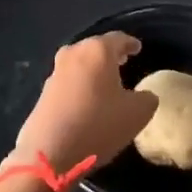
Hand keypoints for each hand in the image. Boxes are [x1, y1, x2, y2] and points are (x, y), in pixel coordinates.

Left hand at [8, 32, 157, 176]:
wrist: (49, 153)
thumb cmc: (98, 125)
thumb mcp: (137, 114)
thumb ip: (147, 99)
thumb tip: (144, 96)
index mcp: (97, 51)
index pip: (119, 39)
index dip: (131, 44)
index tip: (138, 48)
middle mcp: (74, 54)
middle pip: (96, 48)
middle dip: (110, 55)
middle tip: (124, 62)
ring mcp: (55, 73)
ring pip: (80, 64)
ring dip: (94, 71)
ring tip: (107, 83)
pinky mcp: (44, 93)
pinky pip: (69, 82)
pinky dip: (81, 85)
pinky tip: (88, 101)